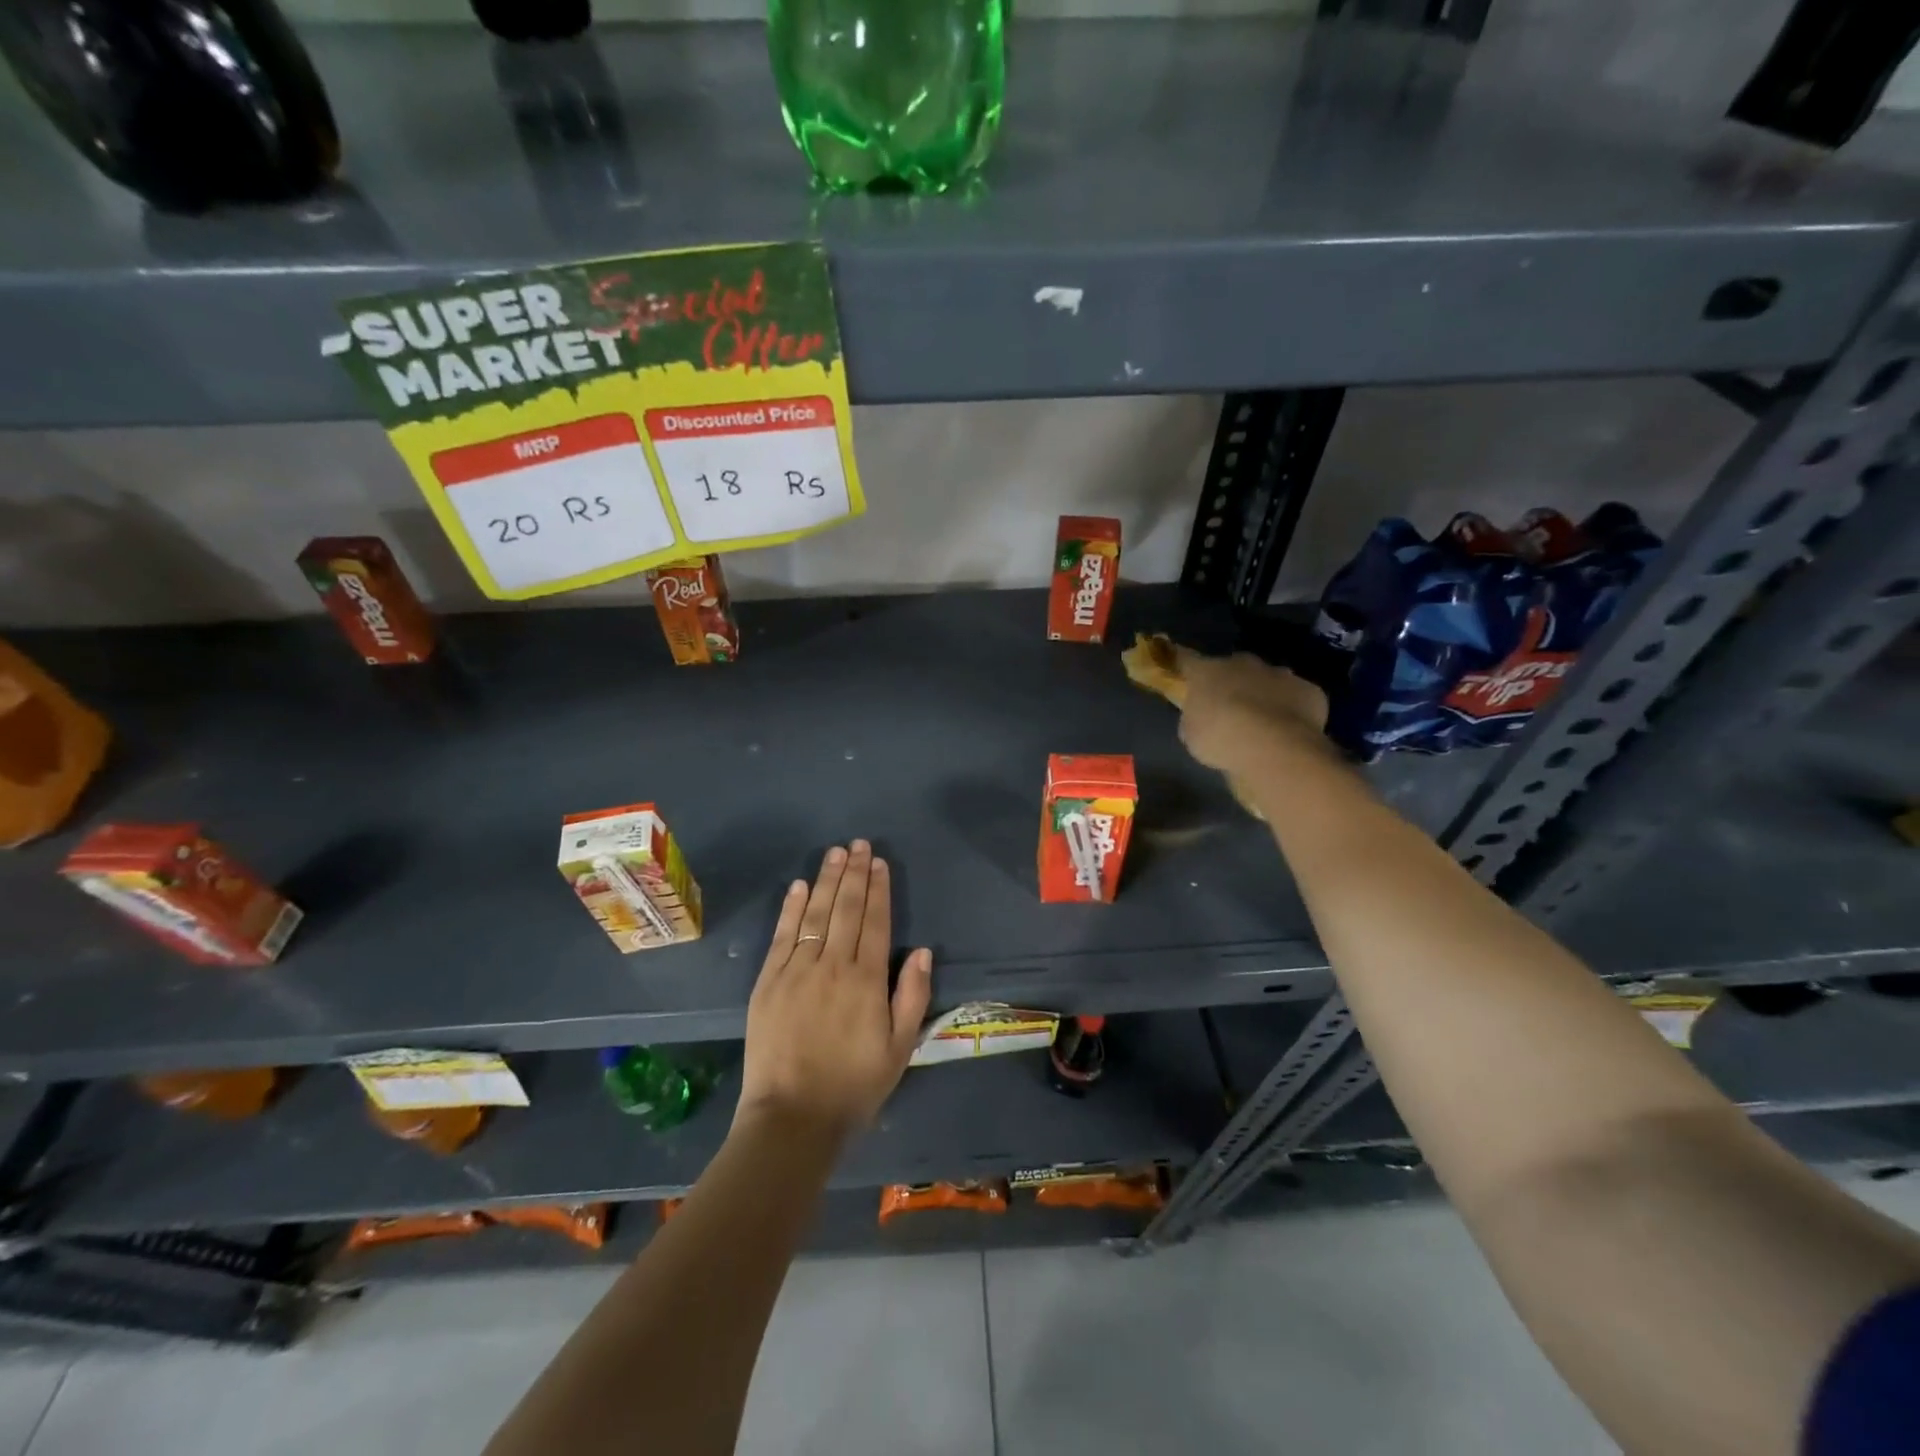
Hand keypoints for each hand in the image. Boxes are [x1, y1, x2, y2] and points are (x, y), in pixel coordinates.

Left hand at [737, 841, 933, 1141]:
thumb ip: (912, 995)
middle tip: (857, 844)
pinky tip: (798, 886)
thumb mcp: (900, 1048)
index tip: (879, 862)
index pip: (875, 921)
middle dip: (853, 873)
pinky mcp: (768, 982)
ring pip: (814, 914)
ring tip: (834, 853)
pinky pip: (782, 936)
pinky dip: (791, 908)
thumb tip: (922, 950)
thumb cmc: (854, 1086)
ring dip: (826, 880)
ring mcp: (796, 971)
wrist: (792, 1118)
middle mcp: (832, 965)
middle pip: (845, 909)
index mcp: (866, 980)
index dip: (878, 889)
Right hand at [1174, 647, 1331, 777]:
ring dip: (1263, 694)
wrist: (1274, 747)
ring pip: (1267, 680)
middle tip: (1228, 707)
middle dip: (1231, 683)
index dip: (1182, 666)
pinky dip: (1291, 710)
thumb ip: (1195, 718)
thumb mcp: (1191, 734)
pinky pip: (1296, 697)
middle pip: (1233, 668)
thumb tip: (1201, 715)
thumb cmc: (1221, 739)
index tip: (1179, 671)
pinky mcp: (1309, 690)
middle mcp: (1243, 664)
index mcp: (1208, 671)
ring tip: (1262, 722)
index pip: (1187, 660)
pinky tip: (1288, 730)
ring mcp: (1279, 674)